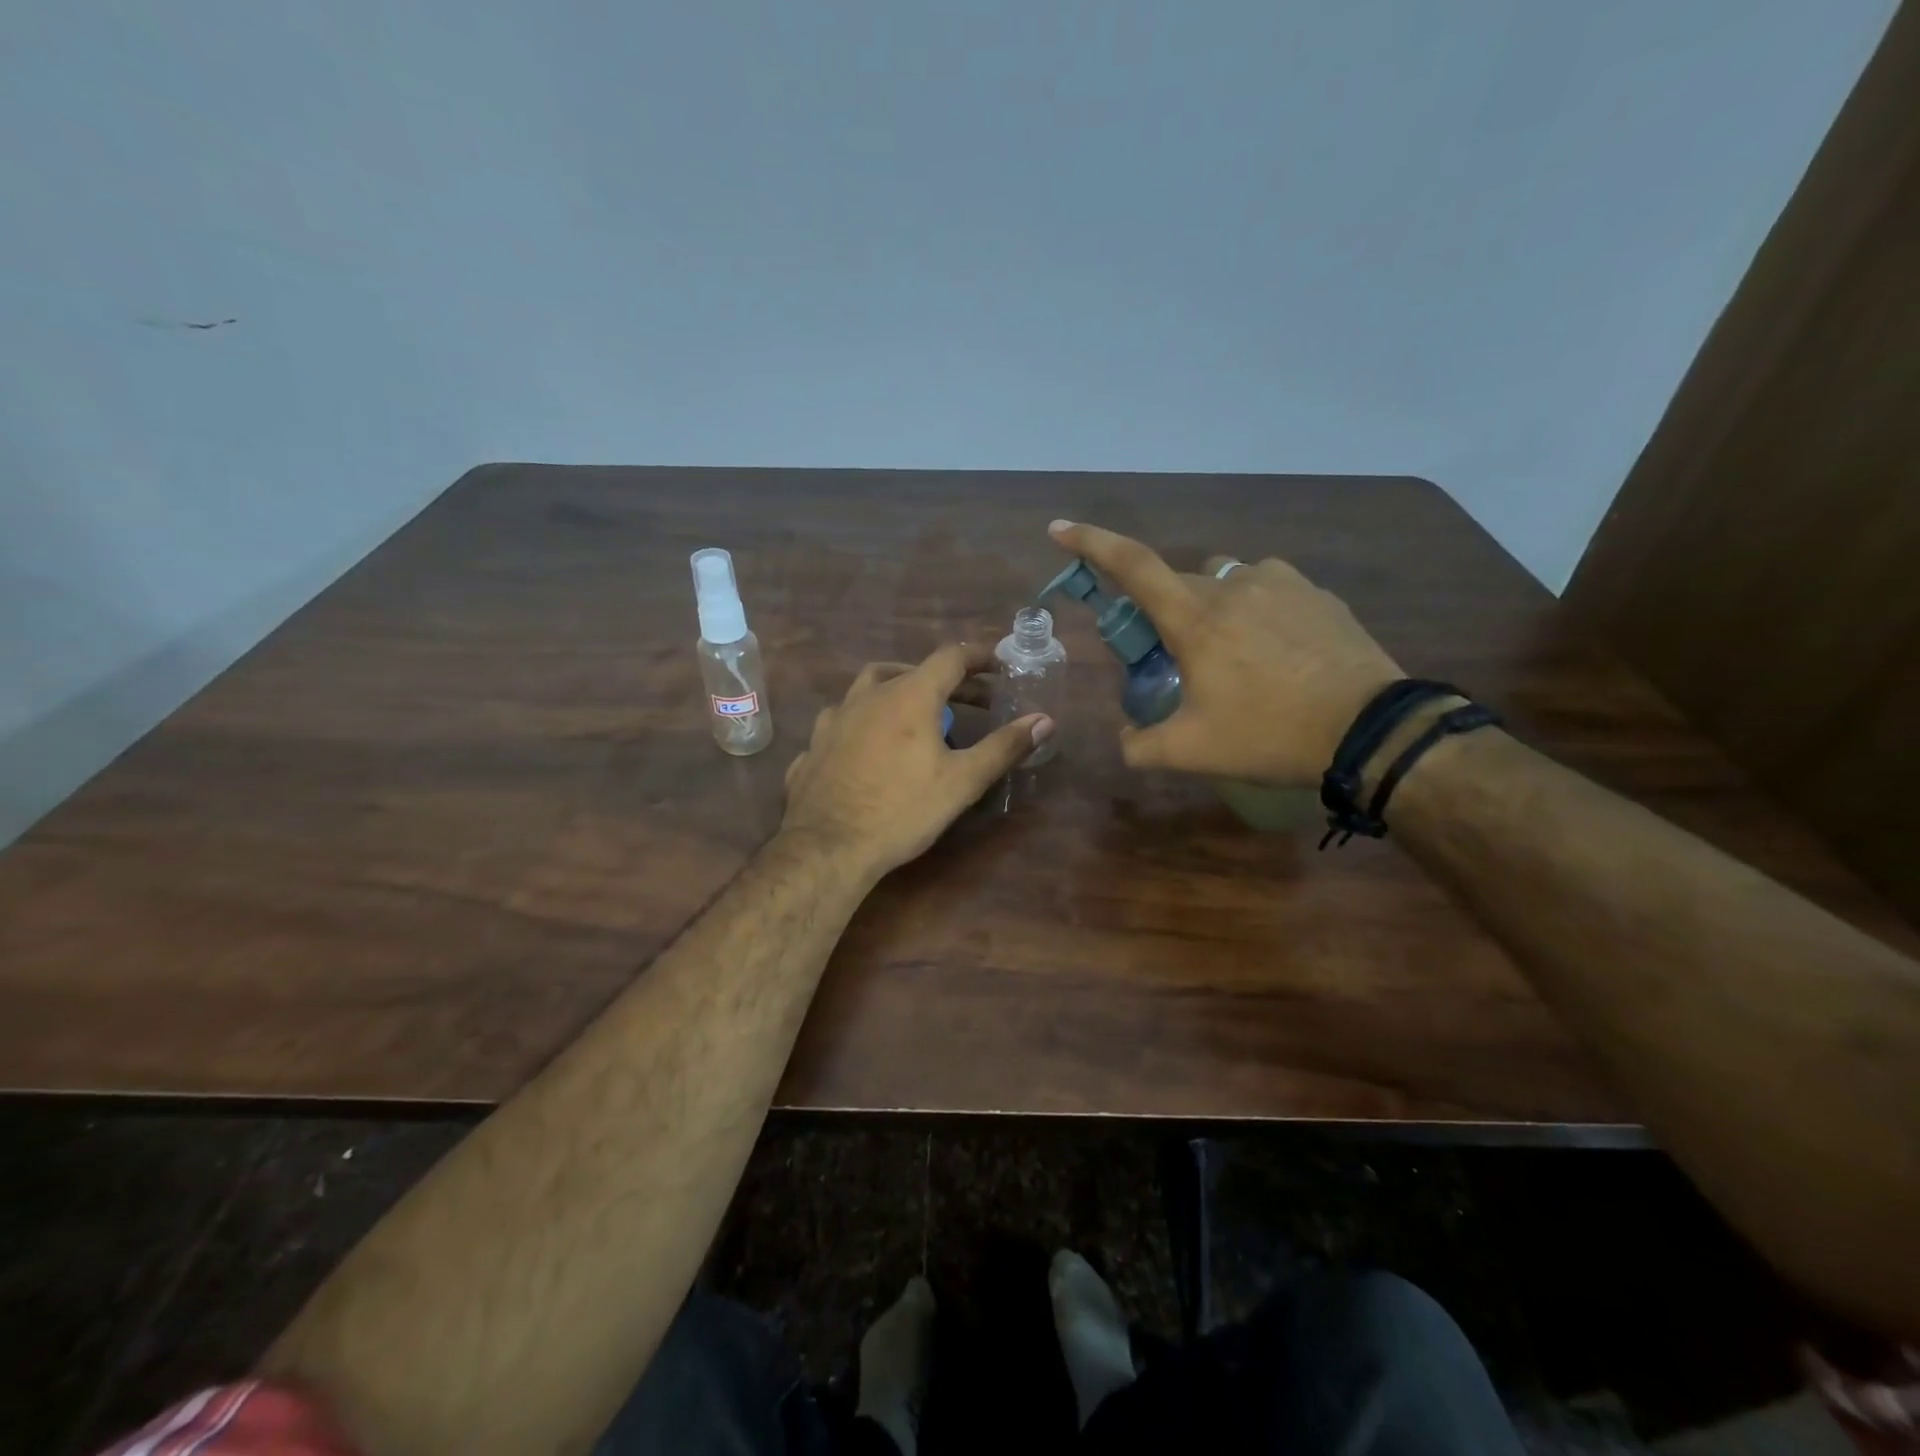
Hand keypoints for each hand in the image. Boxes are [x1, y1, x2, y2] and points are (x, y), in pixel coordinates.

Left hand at [782, 643, 1052, 879]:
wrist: (826, 847)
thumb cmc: (901, 811)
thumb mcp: (962, 781)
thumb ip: (1003, 747)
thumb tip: (1044, 719)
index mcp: (908, 696)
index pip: (949, 657)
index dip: (978, 656)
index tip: (998, 665)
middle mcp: (867, 696)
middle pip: (910, 671)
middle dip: (945, 681)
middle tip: (970, 700)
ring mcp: (833, 720)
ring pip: (869, 689)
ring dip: (898, 693)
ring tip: (916, 716)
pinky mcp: (813, 747)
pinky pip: (844, 723)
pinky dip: (865, 724)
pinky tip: (869, 748)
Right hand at [1049, 520, 1402, 785]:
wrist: (1370, 731)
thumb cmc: (1270, 734)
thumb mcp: (1192, 752)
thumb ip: (1141, 747)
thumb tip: (1124, 741)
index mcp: (1195, 617)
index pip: (1132, 565)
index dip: (1091, 542)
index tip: (1060, 529)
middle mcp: (1233, 585)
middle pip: (1179, 582)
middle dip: (1166, 612)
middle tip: (1176, 660)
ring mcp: (1281, 583)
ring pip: (1226, 581)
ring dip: (1214, 607)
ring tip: (1232, 654)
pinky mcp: (1317, 594)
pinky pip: (1270, 588)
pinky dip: (1257, 610)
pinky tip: (1275, 650)